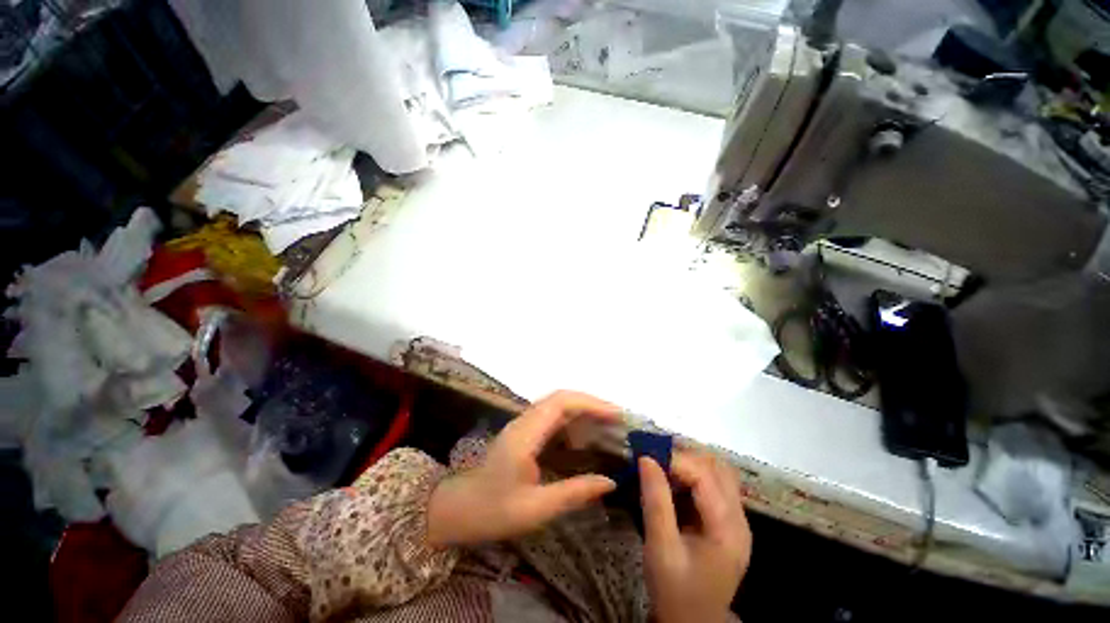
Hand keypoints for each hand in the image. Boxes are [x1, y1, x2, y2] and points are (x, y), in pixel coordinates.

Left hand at [426, 391, 619, 546]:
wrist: (456, 510)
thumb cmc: (492, 511)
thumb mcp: (535, 509)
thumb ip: (574, 492)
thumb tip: (611, 482)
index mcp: (526, 434)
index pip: (562, 403)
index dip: (591, 403)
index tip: (616, 415)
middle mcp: (524, 421)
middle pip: (561, 398)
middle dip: (590, 403)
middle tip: (616, 419)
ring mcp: (522, 425)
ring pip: (556, 405)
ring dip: (582, 409)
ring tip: (606, 424)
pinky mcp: (523, 433)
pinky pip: (551, 417)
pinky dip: (572, 420)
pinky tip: (583, 437)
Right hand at [640, 452, 750, 622]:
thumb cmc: (675, 591)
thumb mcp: (660, 548)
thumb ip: (656, 501)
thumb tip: (646, 458)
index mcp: (728, 529)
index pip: (705, 475)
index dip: (675, 459)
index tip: (645, 455)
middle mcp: (739, 519)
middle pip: (717, 468)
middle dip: (683, 457)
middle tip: (653, 459)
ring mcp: (737, 521)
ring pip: (718, 472)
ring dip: (689, 463)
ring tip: (661, 467)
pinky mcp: (728, 523)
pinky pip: (714, 485)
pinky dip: (692, 475)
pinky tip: (672, 482)